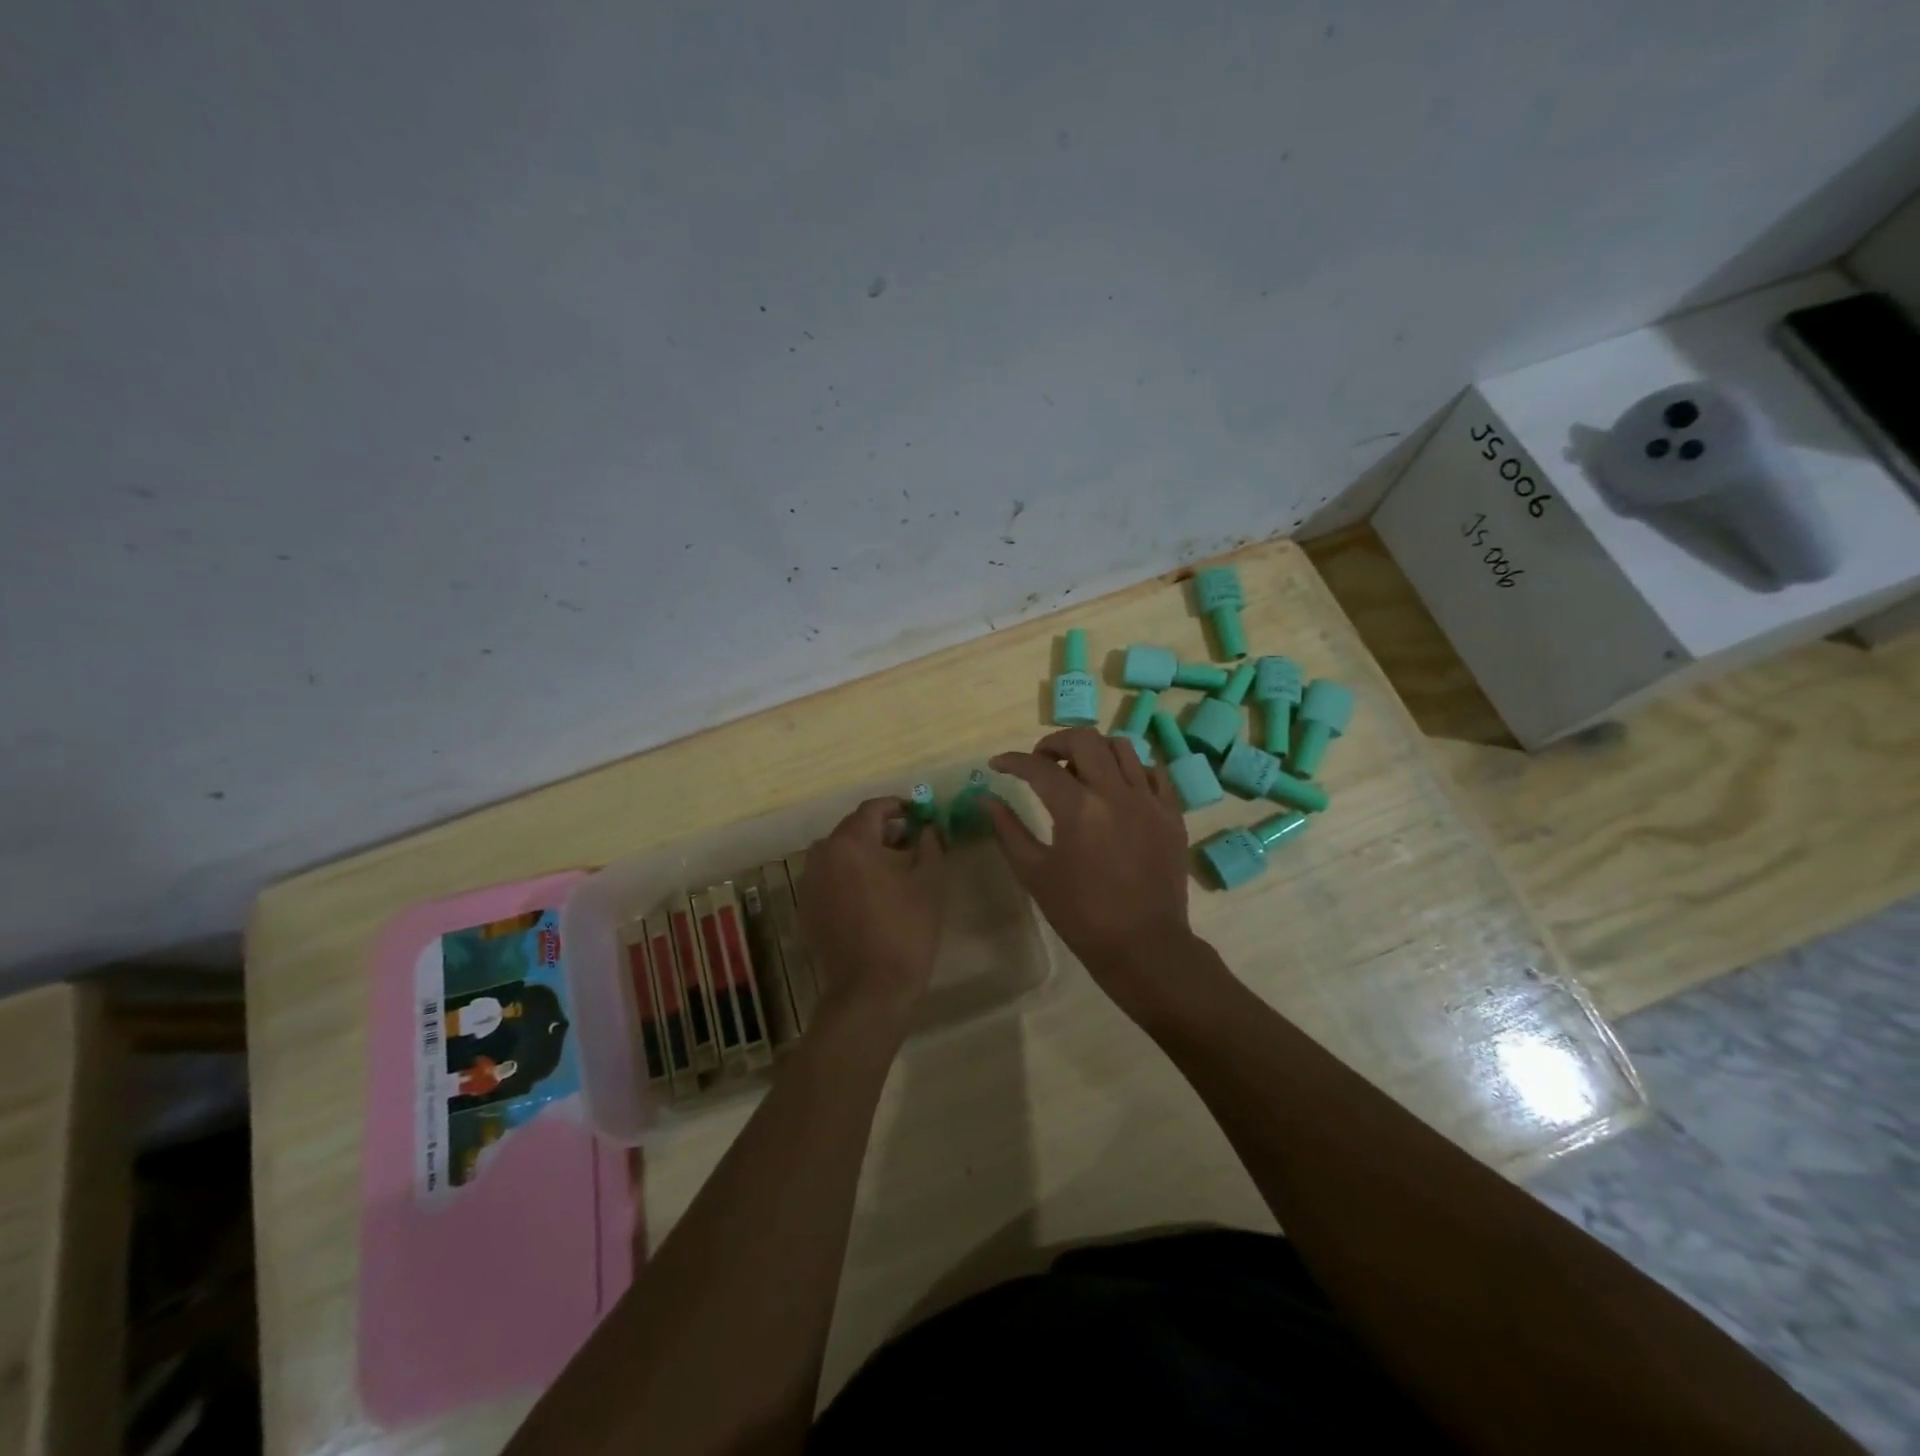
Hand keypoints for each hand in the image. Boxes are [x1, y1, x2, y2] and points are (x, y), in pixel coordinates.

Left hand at [797, 797, 946, 1023]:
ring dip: (864, 853)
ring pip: (839, 854)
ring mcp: (809, 883)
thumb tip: (927, 827)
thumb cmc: (906, 929)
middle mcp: (822, 854)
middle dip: (882, 831)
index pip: (873, 809)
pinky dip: (849, 876)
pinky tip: (871, 896)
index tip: (919, 815)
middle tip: (910, 842)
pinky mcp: (806, 908)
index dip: (898, 806)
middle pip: (853, 829)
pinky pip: (829, 878)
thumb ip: (929, 843)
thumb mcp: (929, 880)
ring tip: (892, 870)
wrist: (871, 988)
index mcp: (850, 842)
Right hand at [985, 729, 1193, 1009]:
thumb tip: (986, 798)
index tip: (997, 764)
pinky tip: (1118, 787)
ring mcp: (1149, 800)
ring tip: (1080, 770)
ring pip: (1122, 747)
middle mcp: (1115, 792)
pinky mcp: (1172, 814)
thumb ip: (1008, 830)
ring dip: (1094, 750)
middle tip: (1041, 761)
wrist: (1143, 946)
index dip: (1012, 761)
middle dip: (1054, 742)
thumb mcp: (1034, 873)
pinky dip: (1131, 769)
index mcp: (1078, 808)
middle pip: (1084, 739)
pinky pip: (1153, 772)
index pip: (1038, 767)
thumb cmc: (1081, 914)